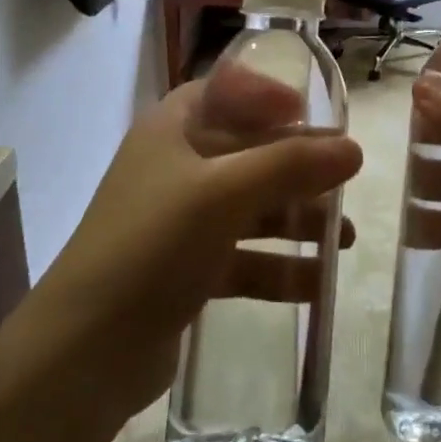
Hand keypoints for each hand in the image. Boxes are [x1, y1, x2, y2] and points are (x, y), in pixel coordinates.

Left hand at [40, 64, 361, 419]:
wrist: (86, 350)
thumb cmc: (153, 243)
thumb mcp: (224, 192)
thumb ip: (291, 165)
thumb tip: (354, 148)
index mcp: (172, 129)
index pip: (224, 92)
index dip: (268, 96)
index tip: (312, 113)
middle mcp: (175, 168)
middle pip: (248, 152)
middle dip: (299, 167)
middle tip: (347, 180)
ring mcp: (180, 223)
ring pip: (250, 209)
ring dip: (297, 220)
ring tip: (346, 239)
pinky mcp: (186, 272)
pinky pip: (244, 258)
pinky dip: (279, 267)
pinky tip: (318, 284)